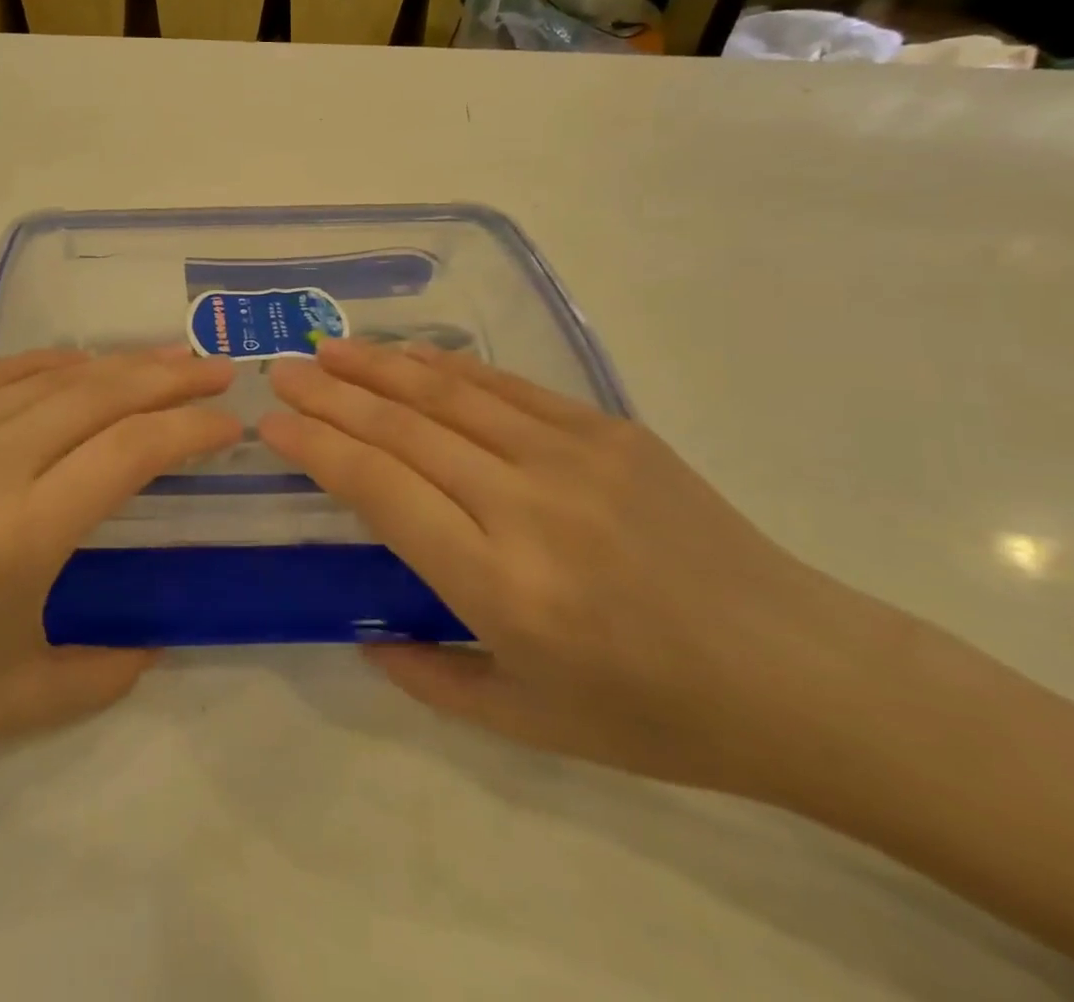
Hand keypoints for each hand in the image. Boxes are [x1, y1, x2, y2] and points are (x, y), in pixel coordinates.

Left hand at [0, 347, 239, 810]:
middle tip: (218, 371)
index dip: (190, 429)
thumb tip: (159, 633)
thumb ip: (109, 665)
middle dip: (170, 378)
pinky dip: (51, 364)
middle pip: (98, 395)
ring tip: (167, 361)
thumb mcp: (23, 701)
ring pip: (50, 376)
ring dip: (118, 363)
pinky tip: (82, 366)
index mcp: (15, 536)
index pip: (129, 452)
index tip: (231, 422)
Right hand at [260, 340, 857, 796]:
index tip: (272, 424)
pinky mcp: (609, 430)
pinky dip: (447, 366)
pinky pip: (507, 386)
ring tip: (328, 348)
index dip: (317, 448)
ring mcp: (572, 457)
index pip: (380, 490)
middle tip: (281, 372)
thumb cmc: (657, 714)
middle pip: (403, 430)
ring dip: (378, 366)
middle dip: (330, 395)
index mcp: (500, 585)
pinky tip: (409, 355)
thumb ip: (431, 679)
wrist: (800, 673)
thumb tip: (363, 637)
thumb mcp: (530, 724)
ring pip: (448, 394)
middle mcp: (527, 507)